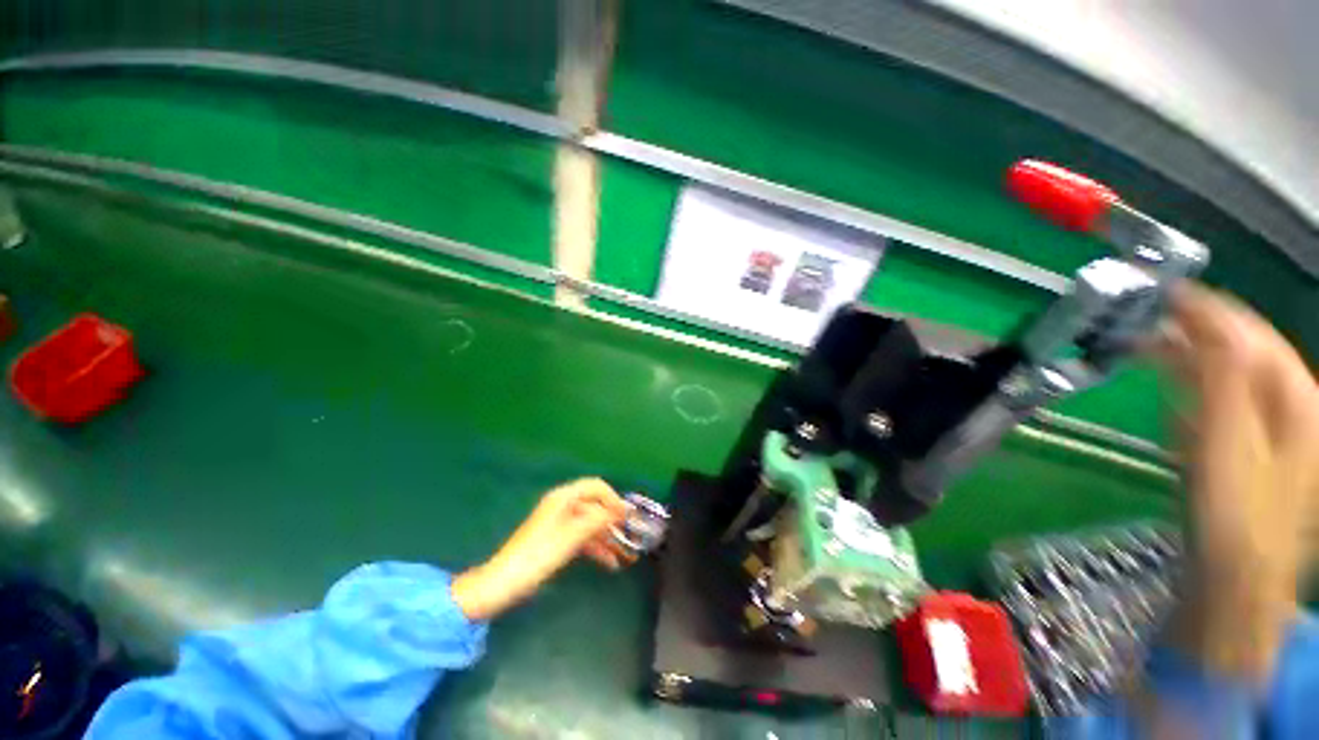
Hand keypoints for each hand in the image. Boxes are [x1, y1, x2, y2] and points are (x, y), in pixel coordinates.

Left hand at [451, 478, 635, 620]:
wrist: (503, 584)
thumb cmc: (538, 555)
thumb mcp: (571, 536)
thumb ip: (598, 519)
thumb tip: (621, 509)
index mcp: (564, 498)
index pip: (596, 487)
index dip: (614, 498)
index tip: (628, 516)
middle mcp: (563, 506)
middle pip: (595, 506)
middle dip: (614, 521)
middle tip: (633, 536)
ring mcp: (561, 524)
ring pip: (591, 524)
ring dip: (609, 537)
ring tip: (627, 554)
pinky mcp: (558, 540)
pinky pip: (583, 538)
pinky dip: (597, 548)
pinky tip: (611, 563)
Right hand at [1154, 284, 1318, 682]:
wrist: (1235, 580)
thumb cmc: (1233, 513)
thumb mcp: (1228, 443)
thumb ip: (1224, 379)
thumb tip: (1208, 322)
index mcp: (1299, 400)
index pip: (1252, 335)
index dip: (1210, 309)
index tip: (1164, 290)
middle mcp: (1297, 407)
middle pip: (1246, 353)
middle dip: (1198, 332)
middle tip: (1147, 317)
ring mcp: (1279, 432)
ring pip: (1235, 378)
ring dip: (1192, 361)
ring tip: (1149, 347)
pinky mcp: (1256, 452)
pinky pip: (1228, 407)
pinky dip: (1198, 395)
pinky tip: (1174, 398)